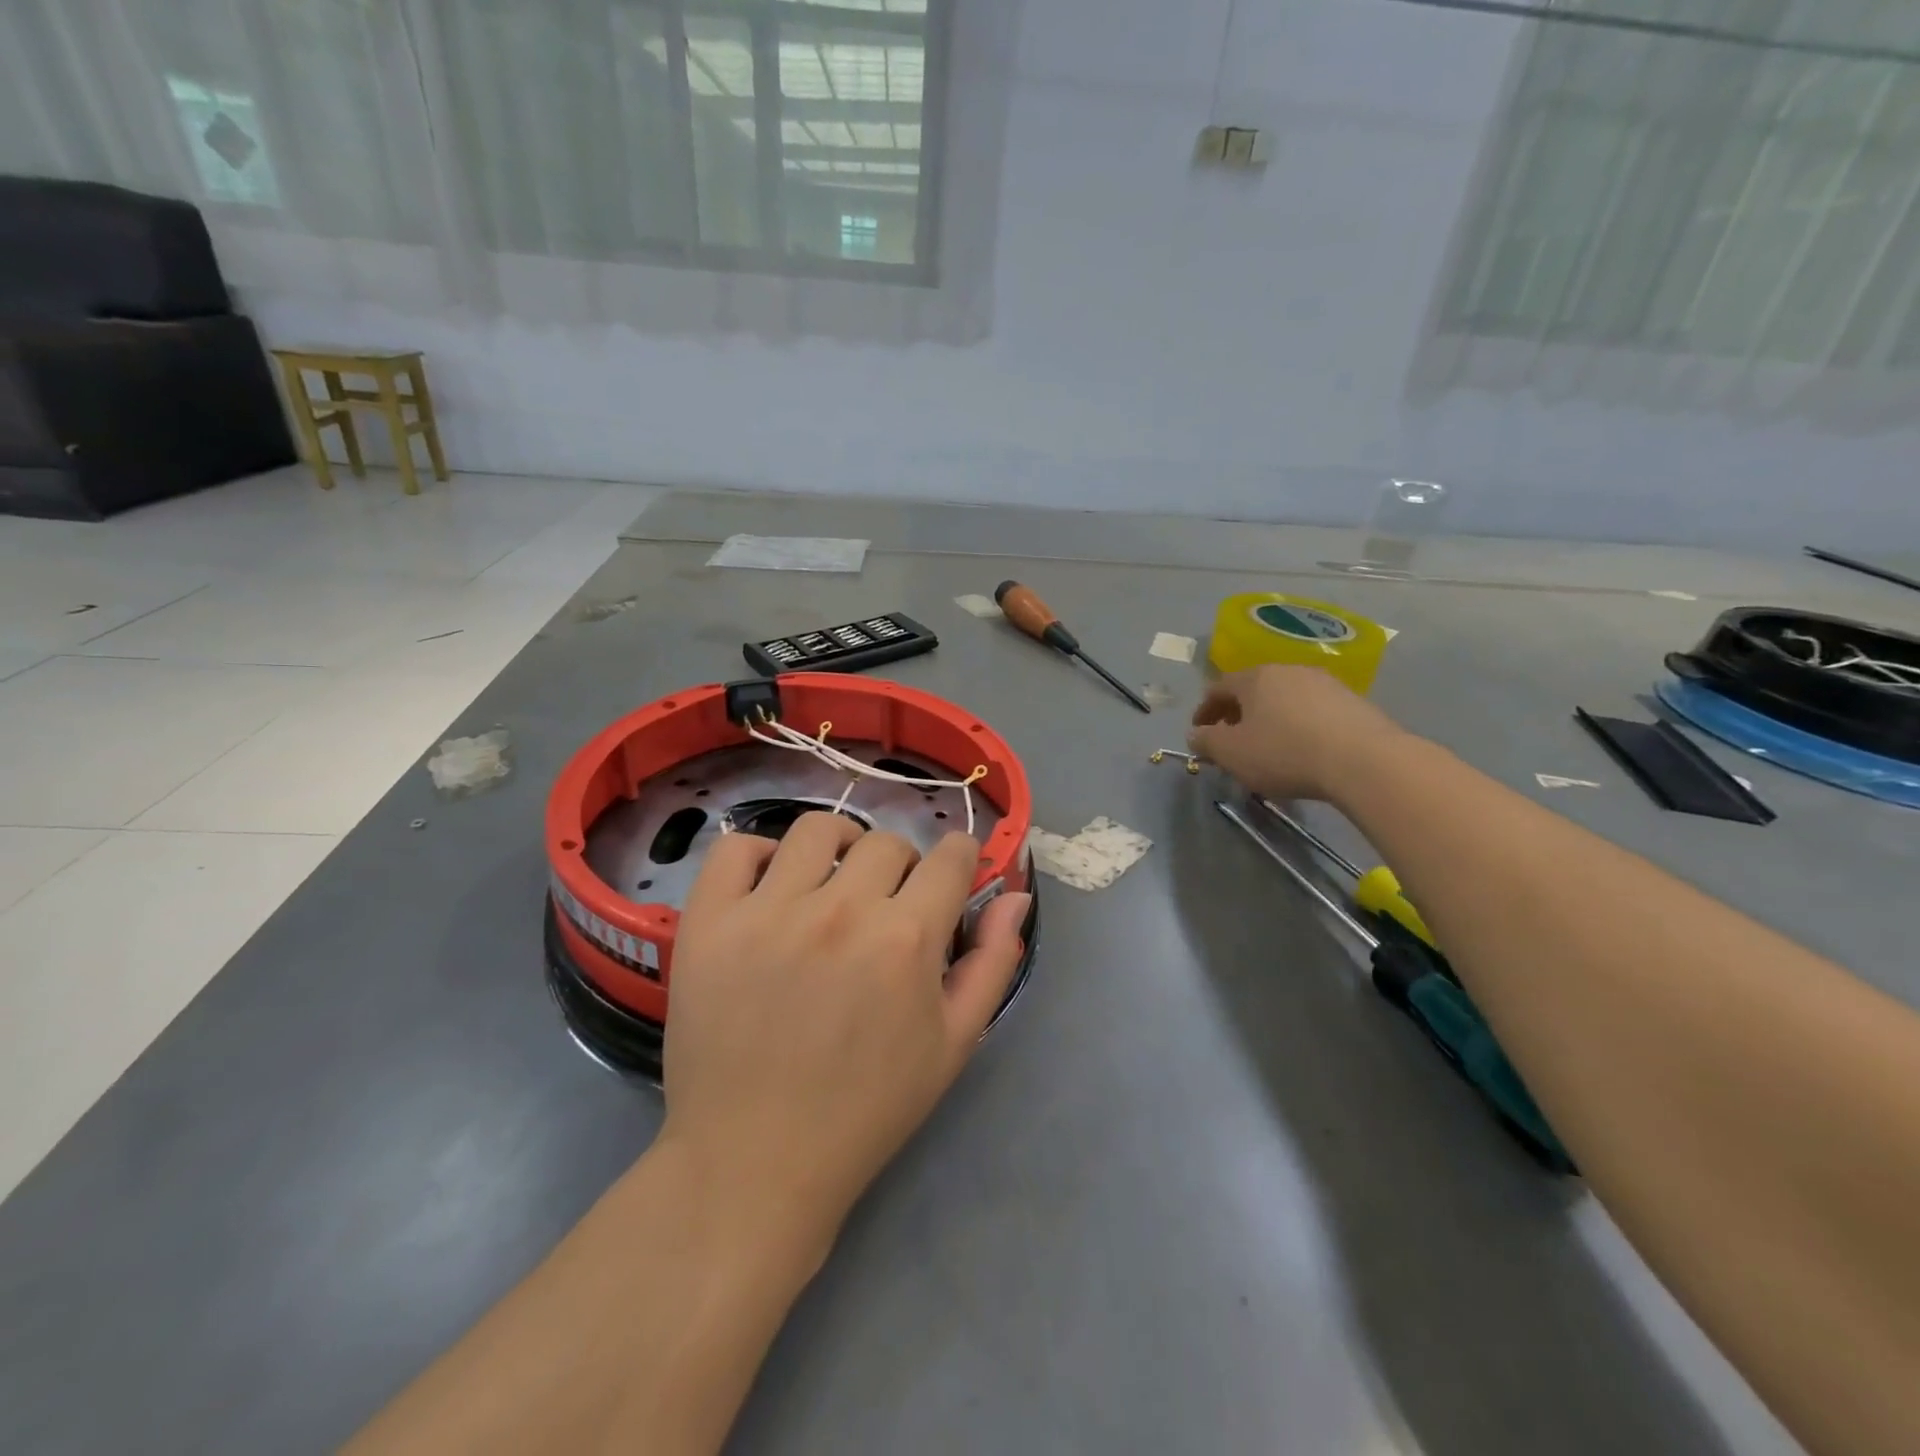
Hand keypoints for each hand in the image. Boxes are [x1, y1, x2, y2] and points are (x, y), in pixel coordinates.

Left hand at [659, 814, 1029, 1253]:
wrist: (754, 1160)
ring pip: (817, 829)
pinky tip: (769, 889)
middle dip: (900, 867)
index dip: (959, 860)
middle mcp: (841, 910)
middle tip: (885, 907)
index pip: (951, 855)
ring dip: (838, 848)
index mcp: (906, 938)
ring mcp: (769, 910)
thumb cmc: (866, 1108)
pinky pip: (737, 847)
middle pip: (887, 842)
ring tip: (829, 885)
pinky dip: (758, 856)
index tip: (948, 878)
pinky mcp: (710, 920)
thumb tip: (1014, 895)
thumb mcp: (953, 1044)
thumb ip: (992, 962)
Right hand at [1188, 665, 1404, 800]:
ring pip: (1285, 699)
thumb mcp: (1232, 753)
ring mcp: (1326, 683)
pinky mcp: (1354, 702)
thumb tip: (1196, 734)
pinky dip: (1299, 726)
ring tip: (1268, 748)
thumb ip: (1206, 742)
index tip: (1199, 734)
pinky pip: (1313, 711)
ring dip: (1270, 719)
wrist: (1364, 761)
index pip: (1218, 688)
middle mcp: (1289, 670)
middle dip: (1237, 714)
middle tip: (1231, 741)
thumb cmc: (1284, 753)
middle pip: (1253, 690)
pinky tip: (1303, 750)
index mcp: (1255, 678)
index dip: (1203, 712)